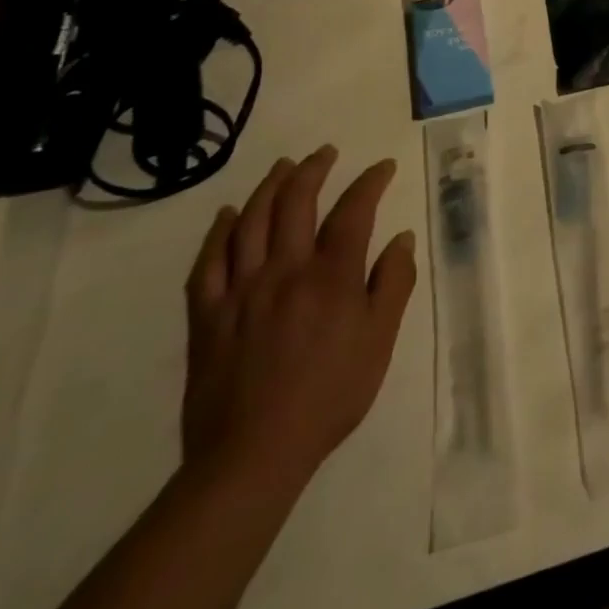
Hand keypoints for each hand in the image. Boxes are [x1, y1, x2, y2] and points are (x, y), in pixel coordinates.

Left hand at [182, 147, 417, 496]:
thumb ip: (393, 284)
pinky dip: (219, 233)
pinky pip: (208, 263)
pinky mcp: (207, 316)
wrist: (253, 455)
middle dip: (313, 170)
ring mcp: (241, 291)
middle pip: (296, 203)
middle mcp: (285, 270)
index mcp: (332, 276)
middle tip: (325, 153)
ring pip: (252, 222)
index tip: (383, 167)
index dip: (370, 182)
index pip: (354, 211)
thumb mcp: (380, 341)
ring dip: (270, 187)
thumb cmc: (330, 395)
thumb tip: (402, 238)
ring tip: (283, 166)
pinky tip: (228, 215)